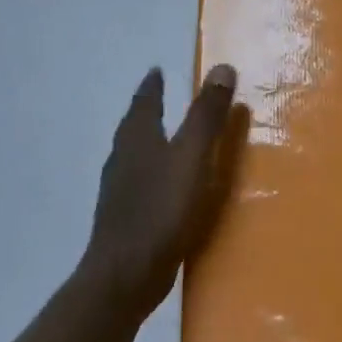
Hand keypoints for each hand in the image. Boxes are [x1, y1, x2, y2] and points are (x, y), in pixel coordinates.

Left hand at [80, 63, 242, 317]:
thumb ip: (206, 115)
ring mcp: (120, 191)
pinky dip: (155, 173)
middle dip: (148, 111)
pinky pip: (142, 183)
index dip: (153, 86)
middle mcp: (122, 159)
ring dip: (151, 142)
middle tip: (163, 98)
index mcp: (137, 139)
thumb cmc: (160, 210)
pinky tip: (168, 187)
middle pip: (134, 126)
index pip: (144, 102)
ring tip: (168, 139)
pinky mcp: (126, 218)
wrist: (126, 274)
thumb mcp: (191, 157)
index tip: (157, 70)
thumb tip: (221, 67)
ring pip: (135, 155)